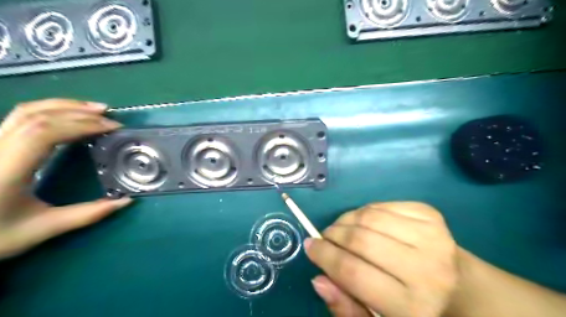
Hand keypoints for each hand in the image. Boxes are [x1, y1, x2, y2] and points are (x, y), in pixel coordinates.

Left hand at [0, 99, 131, 258]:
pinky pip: (21, 117)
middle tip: (109, 116)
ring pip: (25, 111)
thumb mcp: (43, 228)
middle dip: (78, 112)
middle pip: (36, 115)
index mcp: (6, 170)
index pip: (44, 133)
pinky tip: (69, 115)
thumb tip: (126, 201)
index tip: (111, 128)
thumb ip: (87, 214)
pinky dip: (50, 111)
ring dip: (64, 106)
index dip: (82, 124)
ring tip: (94, 109)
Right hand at [306, 203, 459, 316]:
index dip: (324, 256)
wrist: (460, 287)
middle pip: (360, 239)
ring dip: (346, 220)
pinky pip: (382, 205)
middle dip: (333, 235)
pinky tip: (365, 222)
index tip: (310, 246)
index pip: (352, 271)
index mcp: (413, 306)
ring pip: (369, 216)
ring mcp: (432, 236)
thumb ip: (347, 307)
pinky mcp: (430, 215)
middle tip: (325, 237)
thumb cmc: (414, 308)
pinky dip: (365, 211)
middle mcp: (426, 269)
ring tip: (342, 229)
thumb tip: (318, 278)